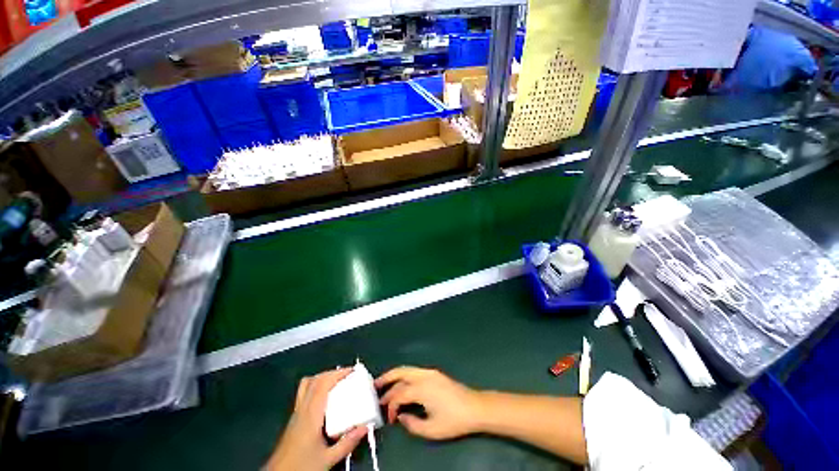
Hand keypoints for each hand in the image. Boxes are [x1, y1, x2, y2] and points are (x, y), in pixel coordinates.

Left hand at [267, 369, 367, 470]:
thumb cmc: (301, 467)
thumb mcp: (328, 459)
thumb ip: (347, 443)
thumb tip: (365, 428)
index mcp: (311, 415)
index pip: (323, 384)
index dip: (338, 373)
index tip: (352, 371)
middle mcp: (302, 409)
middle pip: (315, 380)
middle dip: (332, 373)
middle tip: (347, 375)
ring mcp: (295, 413)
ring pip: (307, 385)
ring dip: (322, 378)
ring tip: (336, 383)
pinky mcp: (293, 419)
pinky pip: (304, 393)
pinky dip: (316, 387)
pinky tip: (325, 399)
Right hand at [375, 367, 483, 439]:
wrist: (474, 407)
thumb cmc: (454, 420)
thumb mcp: (431, 429)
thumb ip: (412, 424)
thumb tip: (400, 416)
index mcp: (421, 388)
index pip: (399, 394)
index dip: (390, 406)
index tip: (389, 418)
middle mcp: (423, 376)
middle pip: (400, 373)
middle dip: (386, 379)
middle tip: (374, 387)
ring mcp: (430, 372)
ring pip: (407, 369)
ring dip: (394, 375)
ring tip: (384, 383)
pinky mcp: (434, 373)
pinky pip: (414, 371)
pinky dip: (404, 376)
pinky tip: (402, 384)